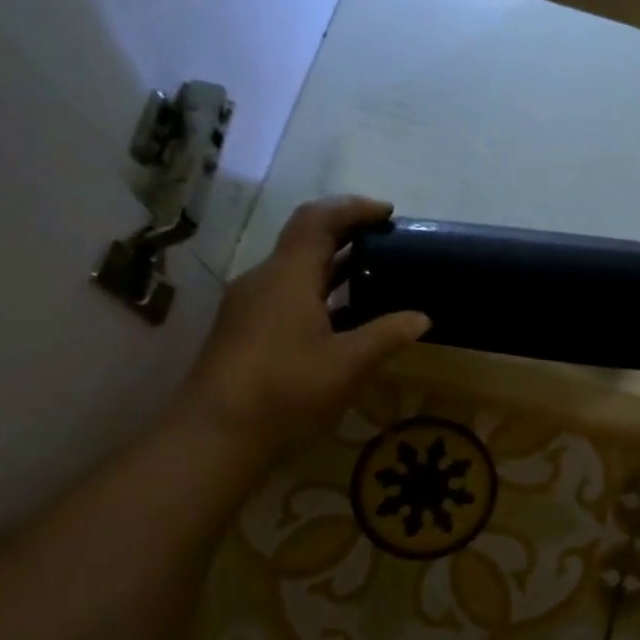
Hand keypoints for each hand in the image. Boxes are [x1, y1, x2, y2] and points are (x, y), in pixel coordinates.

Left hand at [170, 197, 428, 454]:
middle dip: (347, 234)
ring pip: (295, 270)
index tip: (388, 213)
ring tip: (372, 277)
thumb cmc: (287, 388)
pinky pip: (286, 294)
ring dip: (333, 266)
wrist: (217, 431)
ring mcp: (249, 305)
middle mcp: (264, 279)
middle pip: (305, 240)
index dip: (353, 208)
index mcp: (288, 276)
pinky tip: (341, 319)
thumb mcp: (349, 363)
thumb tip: (422, 318)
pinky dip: (318, 292)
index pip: (318, 220)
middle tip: (386, 242)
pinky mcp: (244, 329)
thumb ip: (387, 335)